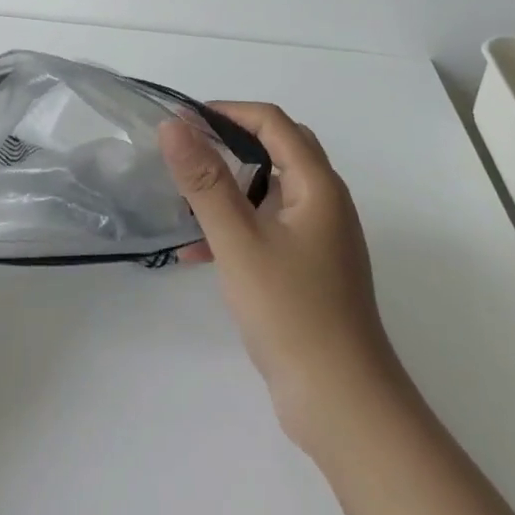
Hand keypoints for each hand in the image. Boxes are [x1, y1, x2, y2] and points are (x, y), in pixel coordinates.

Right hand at [159, 102, 400, 452]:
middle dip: (228, 144)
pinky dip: (235, 227)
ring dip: (228, 188)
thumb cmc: (290, 311)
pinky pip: (268, 228)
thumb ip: (204, 179)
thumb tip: (173, 124)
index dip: (227, 111)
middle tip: (185, 152)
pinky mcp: (309, 270)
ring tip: (183, 202)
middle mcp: (325, 204)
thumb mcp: (238, 240)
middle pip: (276, 151)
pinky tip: (197, 253)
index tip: (182, 121)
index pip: (273, 122)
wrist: (341, 403)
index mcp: (317, 186)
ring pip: (269, 192)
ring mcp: (320, 239)